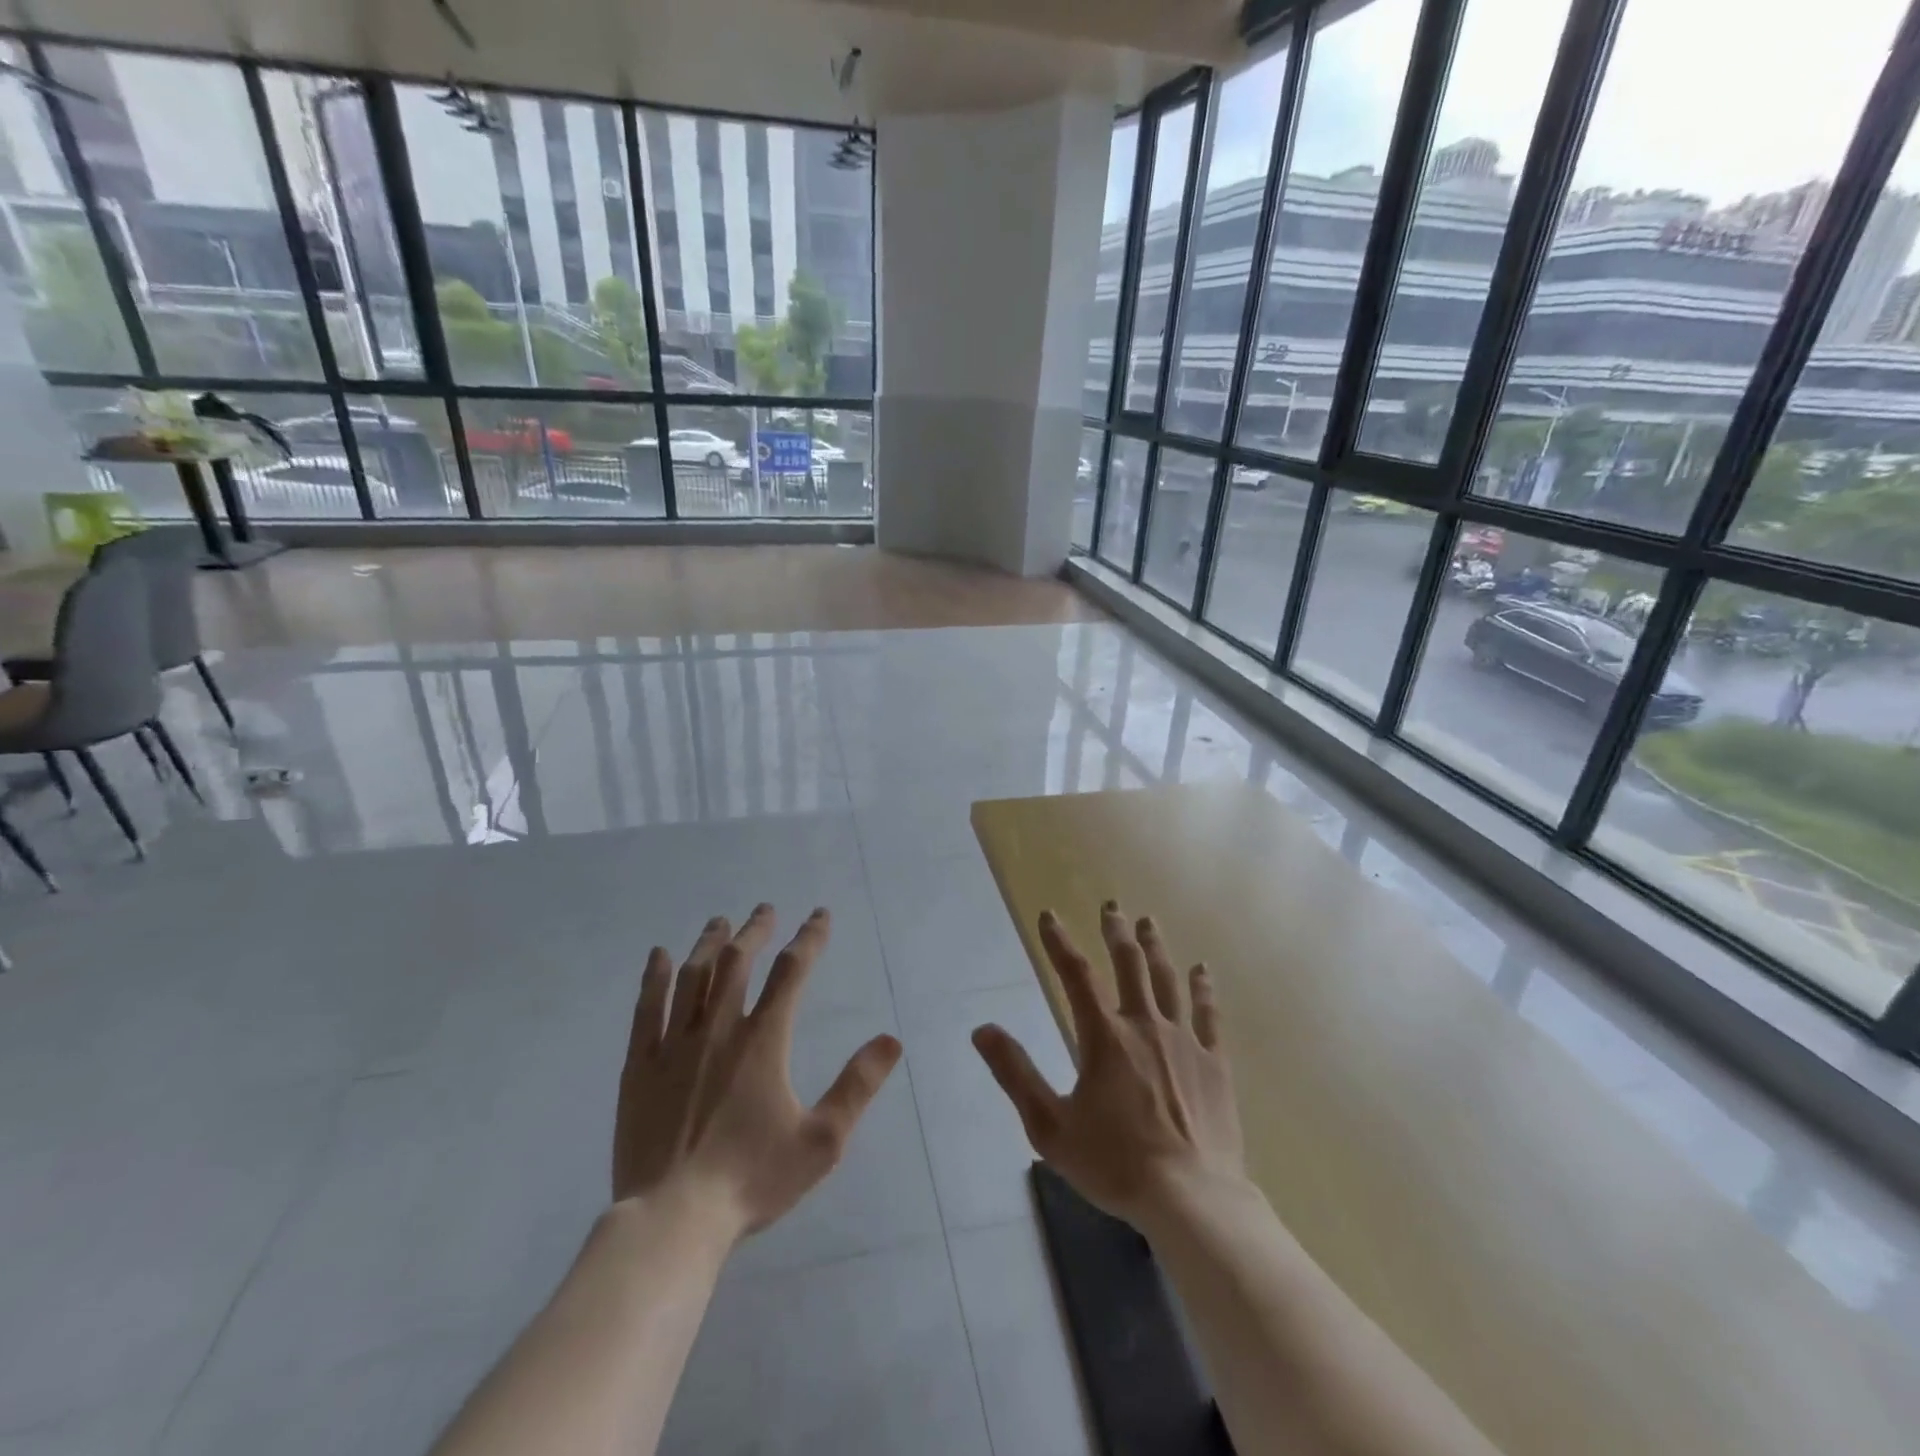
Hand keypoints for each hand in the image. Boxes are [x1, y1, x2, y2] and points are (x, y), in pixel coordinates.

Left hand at [613, 905, 901, 1241]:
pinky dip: (654, 977)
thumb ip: (857, 1086)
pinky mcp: (640, 1066)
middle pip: (738, 961)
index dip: (809, 938)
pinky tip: (659, 956)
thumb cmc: (751, 1179)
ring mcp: (674, 1045)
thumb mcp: (821, 1140)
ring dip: (710, 943)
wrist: (673, 1220)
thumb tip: (892, 1039)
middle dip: (756, 930)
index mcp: (763, 1040)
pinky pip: (646, 1008)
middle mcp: (718, 1029)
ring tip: (720, 922)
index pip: (792, 972)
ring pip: (693, 976)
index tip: (819, 916)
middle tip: (766, 910)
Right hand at [972, 902, 1244, 1227]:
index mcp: (1104, 1038)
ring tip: (1148, 922)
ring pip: (1168, 980)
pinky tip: (1202, 970)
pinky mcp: (1214, 1063)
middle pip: (1130, 965)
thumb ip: (1016, 1074)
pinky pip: (1209, 1014)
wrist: (1192, 1199)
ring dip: (1156, 948)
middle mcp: (1144, 1026)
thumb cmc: (1115, 1163)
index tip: (1048, 916)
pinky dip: (1203, 988)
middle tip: (1111, 906)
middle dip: (1116, 932)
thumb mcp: (1050, 1126)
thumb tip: (982, 1029)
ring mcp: (1184, 1041)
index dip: (1059, 943)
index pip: (1075, 976)